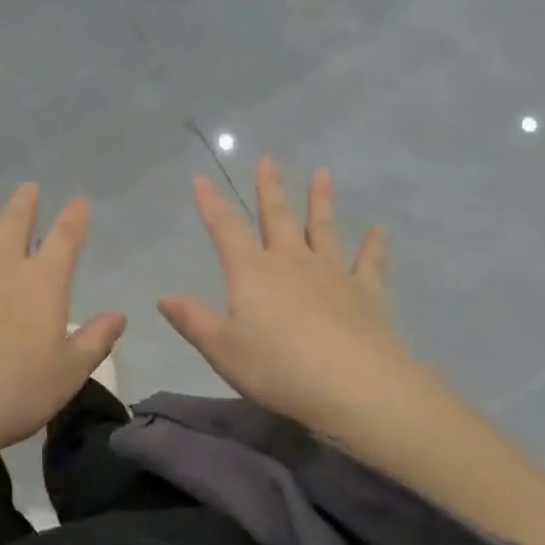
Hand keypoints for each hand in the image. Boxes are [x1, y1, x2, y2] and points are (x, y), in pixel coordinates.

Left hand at [0, 179, 125, 460]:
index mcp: (42, 284)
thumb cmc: (12, 393)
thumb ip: (95, 341)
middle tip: (28, 186)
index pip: (64, 239)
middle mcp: (0, 268)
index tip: (80, 201)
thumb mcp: (68, 374)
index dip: (75, 218)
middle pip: (14, 225)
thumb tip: (119, 316)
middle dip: (24, 203)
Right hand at [159, 158, 413, 432]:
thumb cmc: (278, 368)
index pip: (226, 229)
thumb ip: (194, 321)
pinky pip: (369, 263)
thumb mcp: (223, 350)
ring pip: (323, 229)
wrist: (353, 384)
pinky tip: (380, 231)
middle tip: (269, 161)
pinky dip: (374, 246)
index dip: (211, 204)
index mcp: (253, 273)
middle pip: (278, 218)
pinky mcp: (365, 292)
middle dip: (270, 189)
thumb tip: (163, 298)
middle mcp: (291, 262)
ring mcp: (332, 273)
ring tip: (322, 174)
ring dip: (321, 202)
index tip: (202, 180)